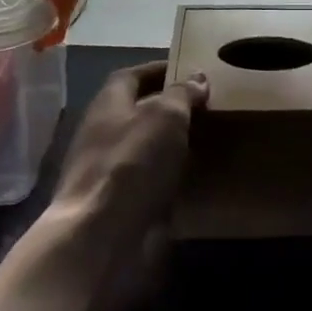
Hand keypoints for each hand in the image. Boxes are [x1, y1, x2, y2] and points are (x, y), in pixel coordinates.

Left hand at [46, 61, 207, 256]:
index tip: (192, 71)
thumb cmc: (131, 163)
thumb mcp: (165, 116)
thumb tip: (196, 79)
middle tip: (210, 106)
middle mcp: (105, 134)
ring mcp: (110, 173)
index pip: (133, 75)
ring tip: (212, 139)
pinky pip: (152, 183)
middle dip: (172, 108)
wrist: (100, 240)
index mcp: (108, 104)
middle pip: (140, 112)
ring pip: (148, 149)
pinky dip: (173, 179)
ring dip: (174, 145)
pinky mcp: (121, 207)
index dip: (161, 70)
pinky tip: (200, 178)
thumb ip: (182, 94)